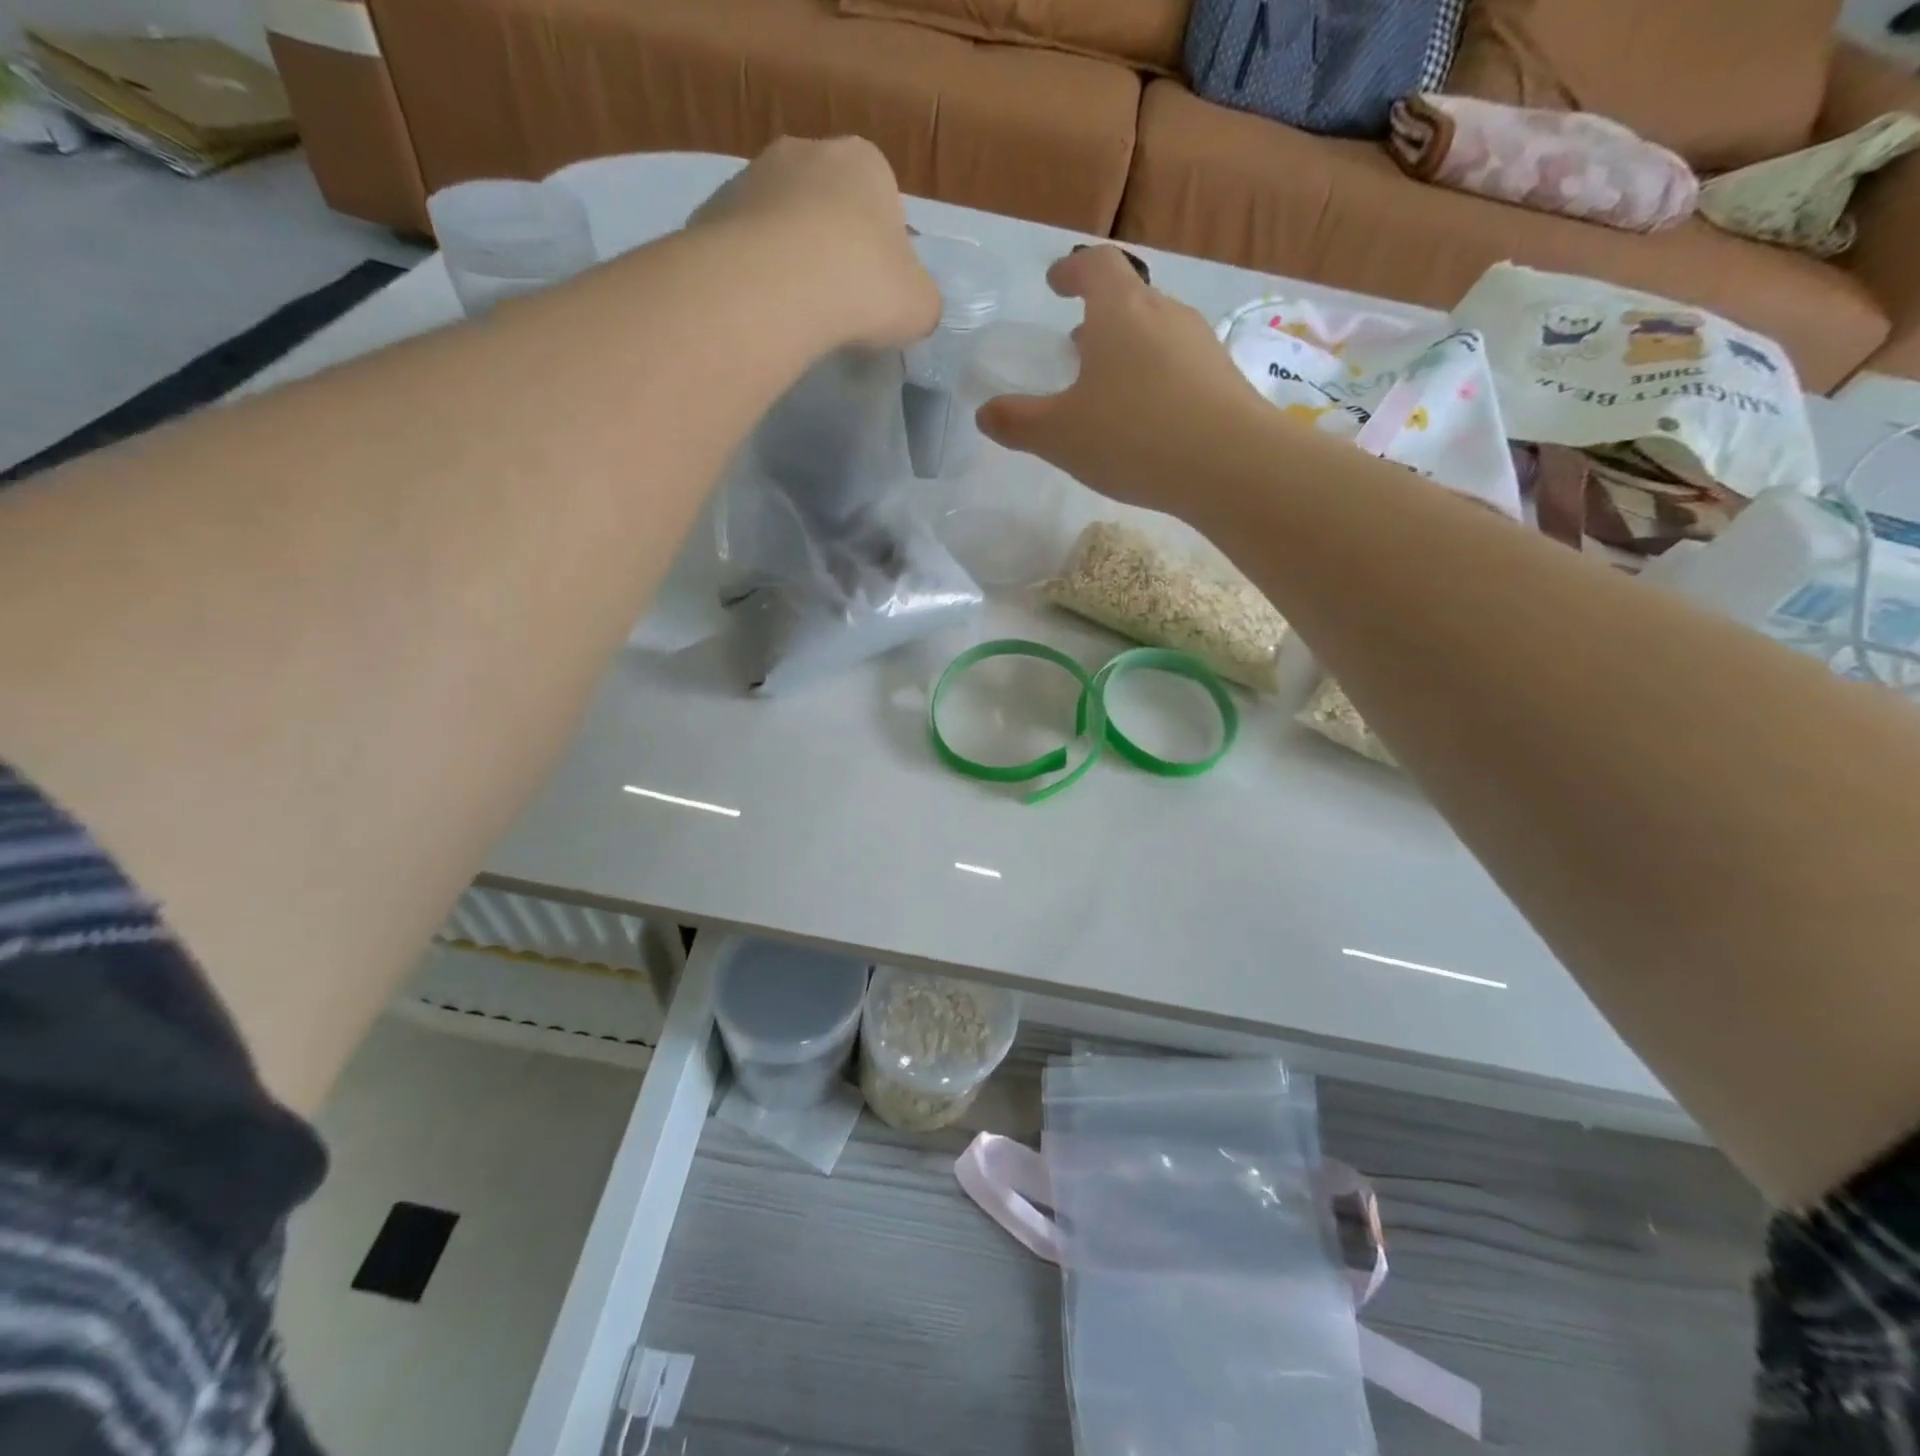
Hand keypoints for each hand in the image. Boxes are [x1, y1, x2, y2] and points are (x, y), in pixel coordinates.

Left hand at [689, 136, 940, 349]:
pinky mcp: (712, 210)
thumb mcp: (921, 306)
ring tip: (796, 313)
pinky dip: (754, 274)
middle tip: (837, 304)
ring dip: (789, 260)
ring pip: (781, 223)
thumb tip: (909, 305)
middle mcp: (805, 152)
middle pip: (826, 206)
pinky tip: (763, 310)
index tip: (876, 293)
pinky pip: (744, 247)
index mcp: (865, 162)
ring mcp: (752, 176)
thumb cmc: (865, 286)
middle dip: (831, 248)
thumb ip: (920, 299)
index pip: (882, 202)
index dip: (882, 253)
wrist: (776, 287)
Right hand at [977, 246, 1269, 515]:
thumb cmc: (1133, 437)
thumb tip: (985, 413)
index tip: (1055, 283)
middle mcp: (1164, 314)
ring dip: (1128, 349)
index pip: (1095, 266)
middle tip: (1077, 346)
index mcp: (1120, 312)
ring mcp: (1200, 344)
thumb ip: (1017, 423)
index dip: (1072, 271)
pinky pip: (1179, 365)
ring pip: (1156, 333)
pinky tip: (1147, 418)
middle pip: (1129, 298)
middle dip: (1099, 317)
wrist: (1231, 465)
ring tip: (1108, 386)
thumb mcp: (1059, 436)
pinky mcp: (1223, 379)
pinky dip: (1155, 378)